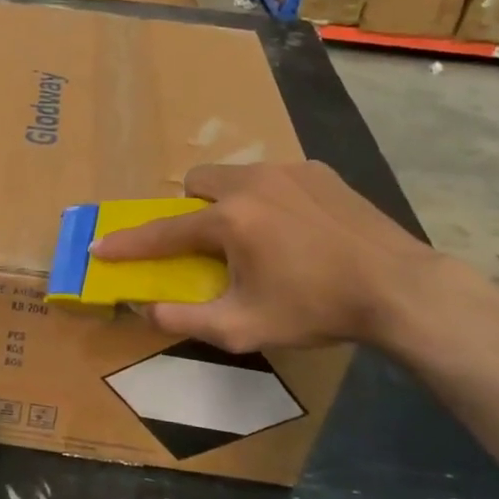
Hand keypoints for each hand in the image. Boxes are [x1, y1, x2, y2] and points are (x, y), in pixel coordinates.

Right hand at [89, 163, 437, 350]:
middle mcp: (252, 183)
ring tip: (257, 235)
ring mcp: (289, 170)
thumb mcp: (244, 327)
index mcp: (230, 220)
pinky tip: (296, 228)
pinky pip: (274, 176)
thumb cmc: (316, 309)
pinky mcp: (319, 171)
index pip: (164, 232)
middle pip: (197, 182)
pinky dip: (268, 197)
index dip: (128, 243)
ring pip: (236, 175)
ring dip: (229, 200)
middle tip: (208, 242)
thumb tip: (146, 308)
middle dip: (190, 208)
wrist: (398, 288)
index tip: (100, 247)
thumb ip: (186, 319)